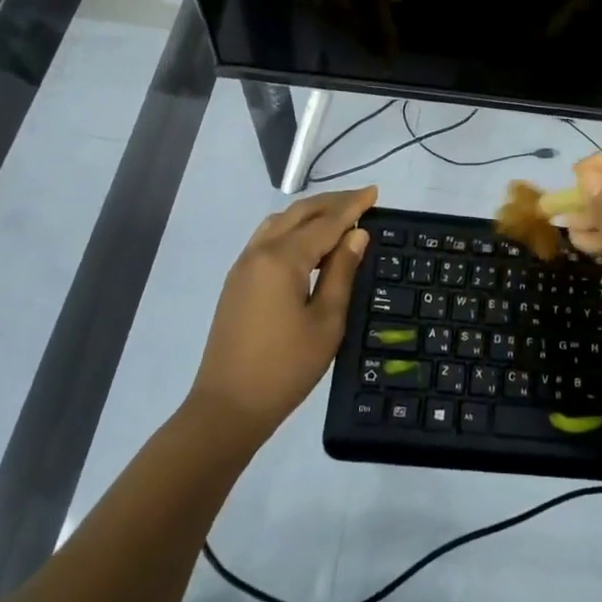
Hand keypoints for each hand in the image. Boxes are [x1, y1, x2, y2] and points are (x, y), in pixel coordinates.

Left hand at [188, 187, 375, 445]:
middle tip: (361, 200)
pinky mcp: (237, 281)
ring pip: (280, 222)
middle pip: (300, 213)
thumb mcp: (326, 321)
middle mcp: (260, 251)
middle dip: (332, 203)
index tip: (374, 192)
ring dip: (310, 213)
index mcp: (283, 259)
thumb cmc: (285, 368)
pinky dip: (292, 228)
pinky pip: (267, 237)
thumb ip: (342, 272)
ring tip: (338, 216)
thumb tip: (357, 235)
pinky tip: (307, 241)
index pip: (326, 222)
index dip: (352, 207)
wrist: (226, 409)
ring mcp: (244, 265)